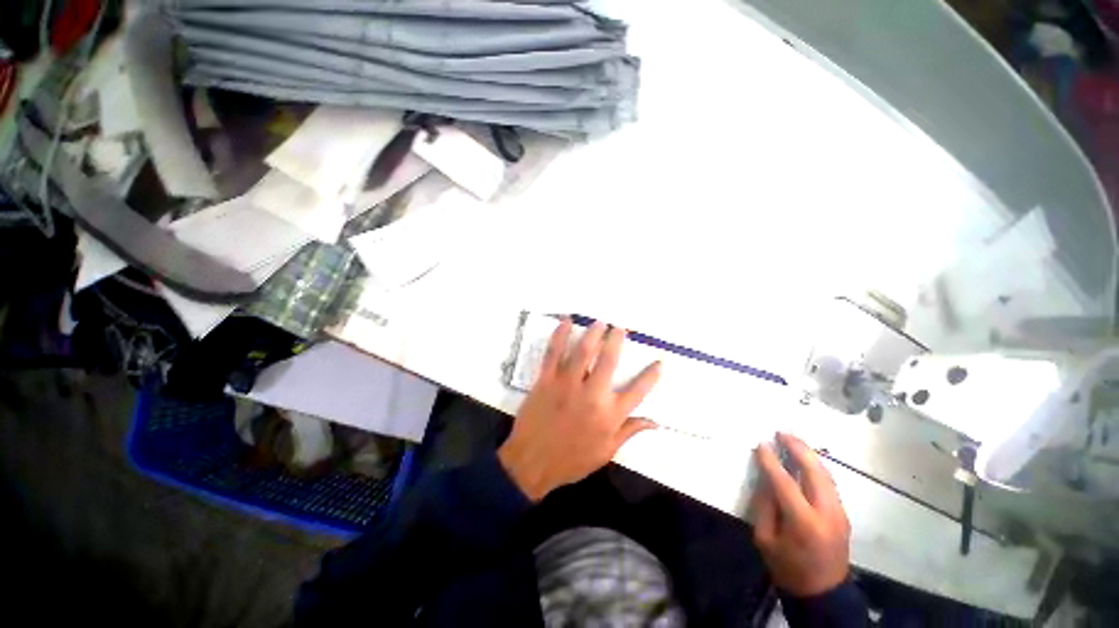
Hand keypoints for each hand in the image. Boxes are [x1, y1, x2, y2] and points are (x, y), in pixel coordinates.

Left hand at [498, 319, 660, 501]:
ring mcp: (567, 384)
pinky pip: (553, 353)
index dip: (651, 375)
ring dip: (593, 333)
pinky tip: (566, 322)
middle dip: (617, 340)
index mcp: (609, 415)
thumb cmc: (571, 460)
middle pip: (609, 361)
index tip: (660, 362)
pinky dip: (560, 335)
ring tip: (600, 322)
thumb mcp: (606, 452)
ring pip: (583, 352)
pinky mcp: (546, 380)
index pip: (638, 391)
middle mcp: (592, 395)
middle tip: (620, 327)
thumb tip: (655, 421)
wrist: (531, 463)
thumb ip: (630, 432)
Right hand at [751, 432, 851, 596]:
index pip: (785, 482)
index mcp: (804, 522)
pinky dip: (816, 467)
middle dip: (798, 449)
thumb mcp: (766, 539)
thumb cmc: (788, 568)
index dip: (771, 461)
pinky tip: (805, 460)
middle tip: (781, 433)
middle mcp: (827, 513)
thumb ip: (766, 506)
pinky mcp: (843, 514)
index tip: (761, 444)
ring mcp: (839, 513)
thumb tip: (766, 478)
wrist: (824, 594)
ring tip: (792, 440)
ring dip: (809, 455)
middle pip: (815, 472)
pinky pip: (829, 483)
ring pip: (826, 475)